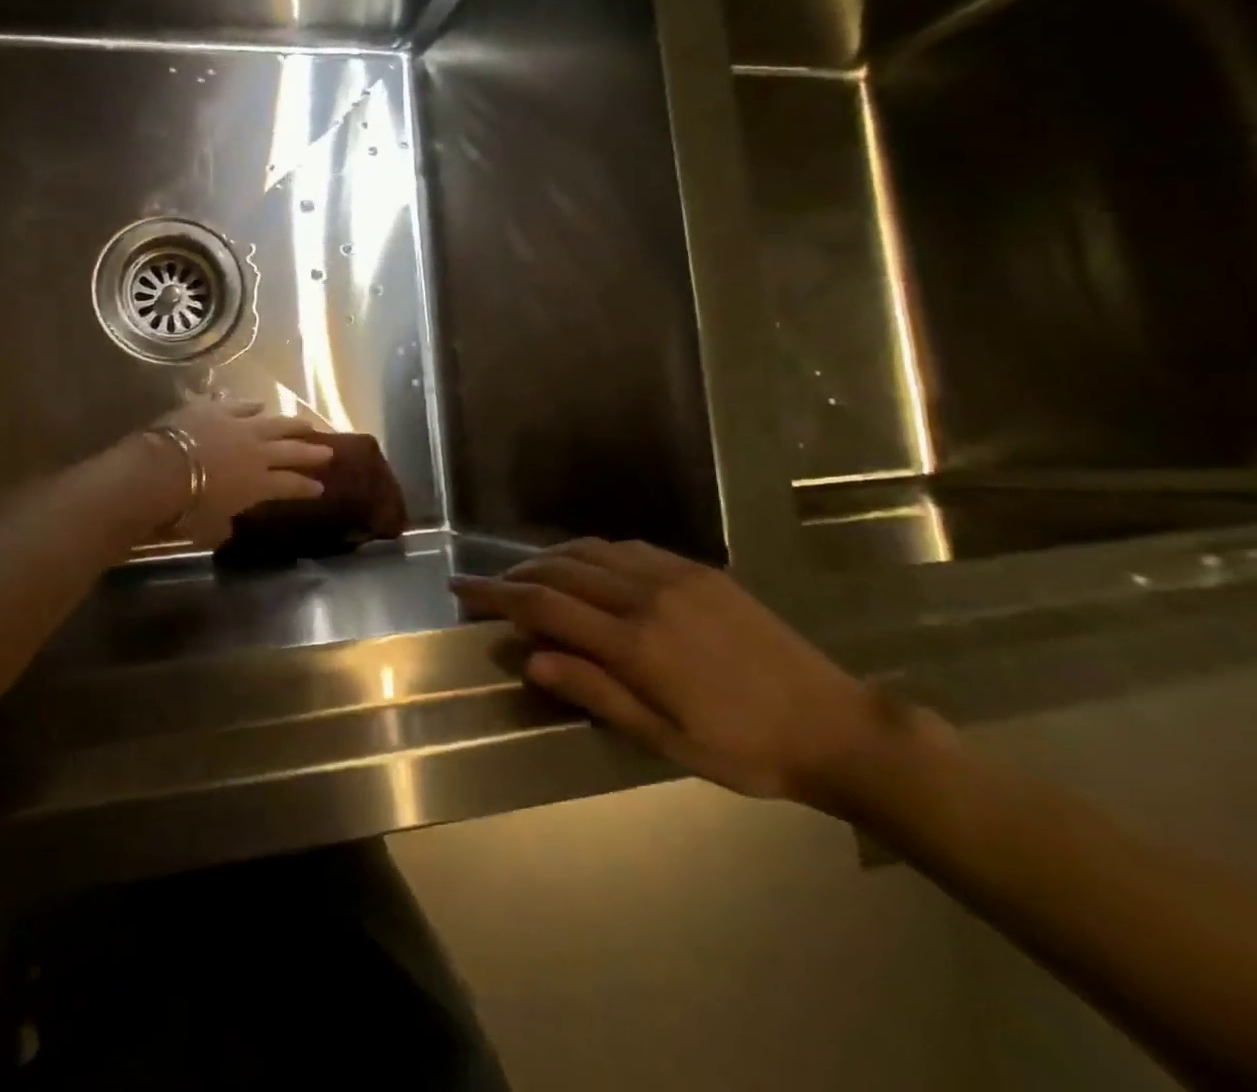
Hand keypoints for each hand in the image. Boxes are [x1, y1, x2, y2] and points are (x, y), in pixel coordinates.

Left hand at [151, 400, 332, 547]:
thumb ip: (222, 527)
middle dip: (311, 453)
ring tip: (305, 423)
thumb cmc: (186, 509)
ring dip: (291, 424)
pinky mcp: (216, 410)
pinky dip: (251, 405)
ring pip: (274, 423)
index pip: (291, 486)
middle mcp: (257, 453)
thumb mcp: (208, 528)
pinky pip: (240, 405)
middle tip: (328, 451)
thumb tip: (226, 529)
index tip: (320, 487)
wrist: (162, 471)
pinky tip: (259, 404)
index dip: (306, 487)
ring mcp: (238, 427)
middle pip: (291, 451)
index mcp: (259, 485)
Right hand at [452, 540, 909, 808]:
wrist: (836, 725)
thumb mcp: (664, 739)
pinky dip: (591, 551)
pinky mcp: (698, 570)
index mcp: (634, 643)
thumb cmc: (743, 749)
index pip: (543, 605)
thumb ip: (594, 692)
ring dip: (549, 558)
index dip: (495, 594)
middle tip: (487, 585)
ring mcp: (674, 576)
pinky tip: (586, 565)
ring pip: (590, 550)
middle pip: (559, 570)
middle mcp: (646, 596)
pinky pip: (627, 547)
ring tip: (527, 575)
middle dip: (514, 574)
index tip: (460, 587)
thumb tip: (529, 659)